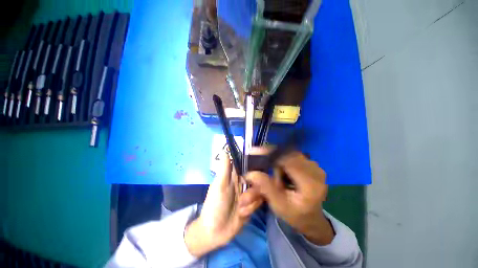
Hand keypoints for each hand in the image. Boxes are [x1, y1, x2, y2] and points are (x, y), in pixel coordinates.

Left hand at [185, 152, 263, 256]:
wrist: (215, 231)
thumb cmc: (215, 205)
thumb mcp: (219, 186)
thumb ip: (224, 169)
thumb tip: (225, 151)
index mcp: (235, 175)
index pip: (248, 165)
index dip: (255, 165)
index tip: (260, 169)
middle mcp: (243, 182)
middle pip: (258, 179)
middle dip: (252, 190)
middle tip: (243, 199)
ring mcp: (249, 194)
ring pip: (259, 191)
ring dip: (250, 201)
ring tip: (240, 208)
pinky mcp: (253, 204)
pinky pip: (259, 202)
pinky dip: (251, 208)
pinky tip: (242, 214)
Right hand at [246, 148, 334, 245]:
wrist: (311, 218)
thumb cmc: (295, 215)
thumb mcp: (278, 205)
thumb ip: (265, 188)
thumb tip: (250, 173)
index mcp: (310, 184)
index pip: (288, 160)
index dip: (270, 154)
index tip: (254, 151)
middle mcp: (316, 172)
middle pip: (288, 155)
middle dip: (273, 161)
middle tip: (265, 173)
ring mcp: (316, 167)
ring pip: (289, 155)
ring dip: (279, 164)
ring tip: (279, 181)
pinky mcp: (312, 165)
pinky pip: (293, 156)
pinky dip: (284, 162)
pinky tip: (284, 176)